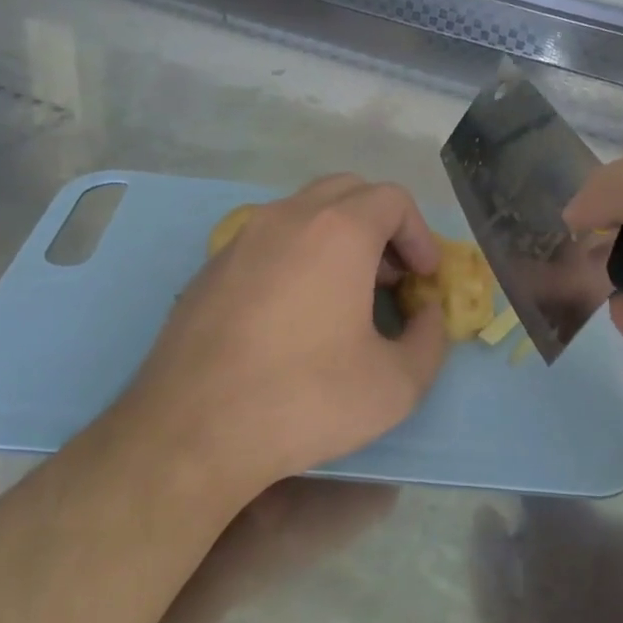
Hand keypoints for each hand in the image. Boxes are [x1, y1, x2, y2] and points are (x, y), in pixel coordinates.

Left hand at [116, 175, 448, 503]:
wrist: (192, 430)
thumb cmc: (305, 400)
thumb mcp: (396, 385)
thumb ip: (430, 341)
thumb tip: (427, 316)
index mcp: (337, 232)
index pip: (392, 199)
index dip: (419, 234)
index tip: (425, 278)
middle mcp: (286, 218)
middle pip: (347, 192)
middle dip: (380, 227)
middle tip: (391, 278)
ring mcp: (241, 239)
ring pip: (302, 212)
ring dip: (337, 238)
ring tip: (346, 296)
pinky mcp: (210, 268)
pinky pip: (267, 241)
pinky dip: (297, 256)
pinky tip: (294, 313)